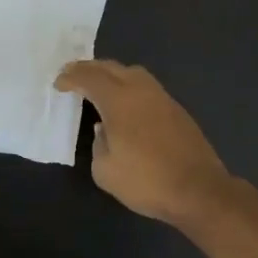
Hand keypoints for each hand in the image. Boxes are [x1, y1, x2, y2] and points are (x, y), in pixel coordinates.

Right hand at [54, 60, 235, 226]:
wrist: (198, 190)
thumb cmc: (147, 181)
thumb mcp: (106, 171)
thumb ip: (98, 144)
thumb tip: (104, 130)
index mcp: (119, 101)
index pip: (90, 78)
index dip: (71, 78)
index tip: (58, 84)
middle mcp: (141, 91)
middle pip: (111, 67)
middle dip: (89, 68)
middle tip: (73, 75)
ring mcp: (163, 98)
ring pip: (133, 73)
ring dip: (112, 74)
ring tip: (98, 85)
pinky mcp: (177, 110)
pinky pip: (146, 87)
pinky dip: (129, 87)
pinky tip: (125, 104)